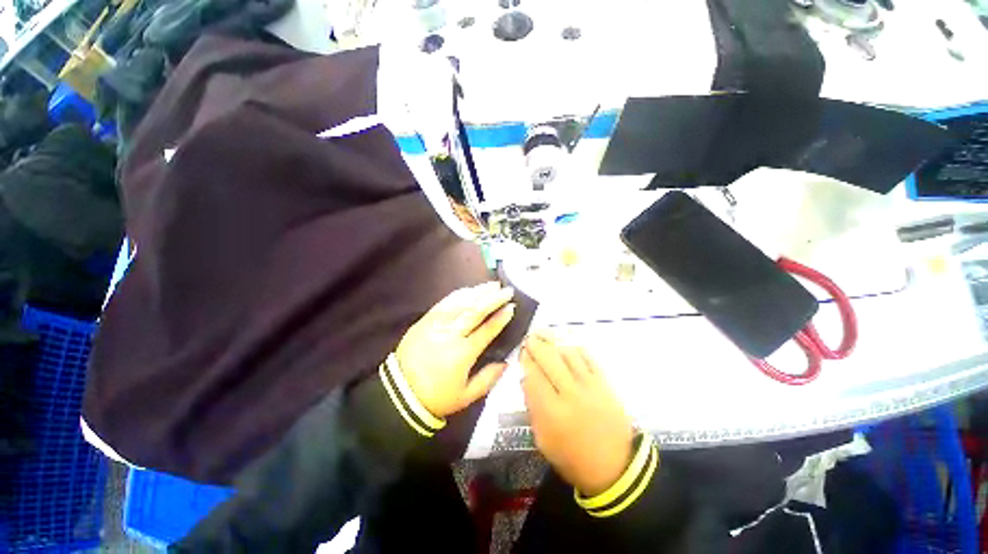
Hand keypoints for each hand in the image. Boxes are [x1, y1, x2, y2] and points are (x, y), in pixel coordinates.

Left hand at [396, 282, 515, 417]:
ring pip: (460, 303)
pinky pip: (443, 303)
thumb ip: (489, 379)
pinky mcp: (425, 321)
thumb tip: (506, 362)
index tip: (512, 307)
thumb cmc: (436, 396)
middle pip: (475, 311)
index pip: (487, 330)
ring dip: (478, 292)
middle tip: (507, 290)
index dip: (501, 318)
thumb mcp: (466, 396)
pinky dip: (458, 294)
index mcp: (462, 353)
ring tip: (492, 284)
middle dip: (493, 298)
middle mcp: (450, 334)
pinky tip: (469, 289)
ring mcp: (436, 325)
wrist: (399, 394)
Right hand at [521, 333, 633, 496]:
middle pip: (549, 359)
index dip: (526, 360)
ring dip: (554, 342)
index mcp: (552, 412)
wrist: (615, 467)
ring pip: (568, 354)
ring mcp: (590, 386)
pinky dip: (576, 348)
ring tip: (545, 335)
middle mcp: (570, 393)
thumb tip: (525, 379)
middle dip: (536, 345)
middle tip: (530, 338)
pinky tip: (567, 344)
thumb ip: (532, 408)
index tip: (521, 352)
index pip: (533, 376)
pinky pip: (588, 358)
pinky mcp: (605, 383)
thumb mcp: (543, 440)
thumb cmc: (572, 457)